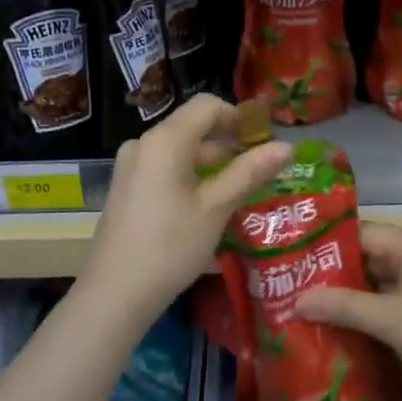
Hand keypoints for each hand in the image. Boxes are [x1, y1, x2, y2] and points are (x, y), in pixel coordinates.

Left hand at [83, 94, 292, 324]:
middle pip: (192, 126)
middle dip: (227, 143)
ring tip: (237, 190)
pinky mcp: (126, 186)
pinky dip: (189, 175)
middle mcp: (144, 143)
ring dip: (210, 162)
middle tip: (257, 171)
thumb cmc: (170, 246)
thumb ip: (250, 172)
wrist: (113, 294)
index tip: (263, 142)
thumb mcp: (216, 208)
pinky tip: (205, 204)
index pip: (207, 106)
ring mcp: (131, 165)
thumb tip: (287, 147)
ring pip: (179, 149)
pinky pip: (164, 166)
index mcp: (165, 139)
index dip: (239, 117)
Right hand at [297, 222, 401, 400]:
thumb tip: (297, 299)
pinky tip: (349, 329)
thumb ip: (344, 307)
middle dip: (337, 275)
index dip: (327, 246)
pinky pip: (398, 302)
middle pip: (372, 257)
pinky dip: (375, 312)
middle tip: (295, 289)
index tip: (292, 262)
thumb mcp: (393, 322)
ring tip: (313, 310)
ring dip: (355, 297)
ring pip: (384, 282)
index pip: (362, 232)